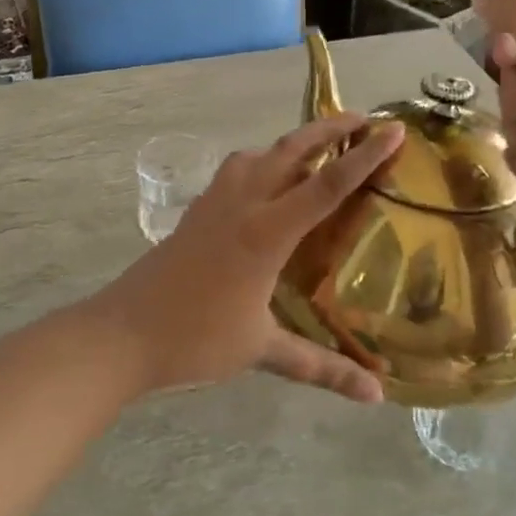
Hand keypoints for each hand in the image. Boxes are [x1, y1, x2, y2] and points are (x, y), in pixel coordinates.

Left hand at [89, 114, 406, 402]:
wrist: (122, 332)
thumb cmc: (195, 339)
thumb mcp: (263, 351)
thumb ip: (322, 367)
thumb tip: (376, 396)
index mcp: (266, 232)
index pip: (327, 185)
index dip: (365, 157)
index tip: (394, 130)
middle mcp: (242, 204)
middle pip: (290, 150)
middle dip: (328, 130)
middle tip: (361, 119)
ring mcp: (214, 203)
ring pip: (258, 154)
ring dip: (290, 143)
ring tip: (316, 148)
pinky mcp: (196, 211)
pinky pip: (236, 171)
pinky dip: (261, 162)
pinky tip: (265, 183)